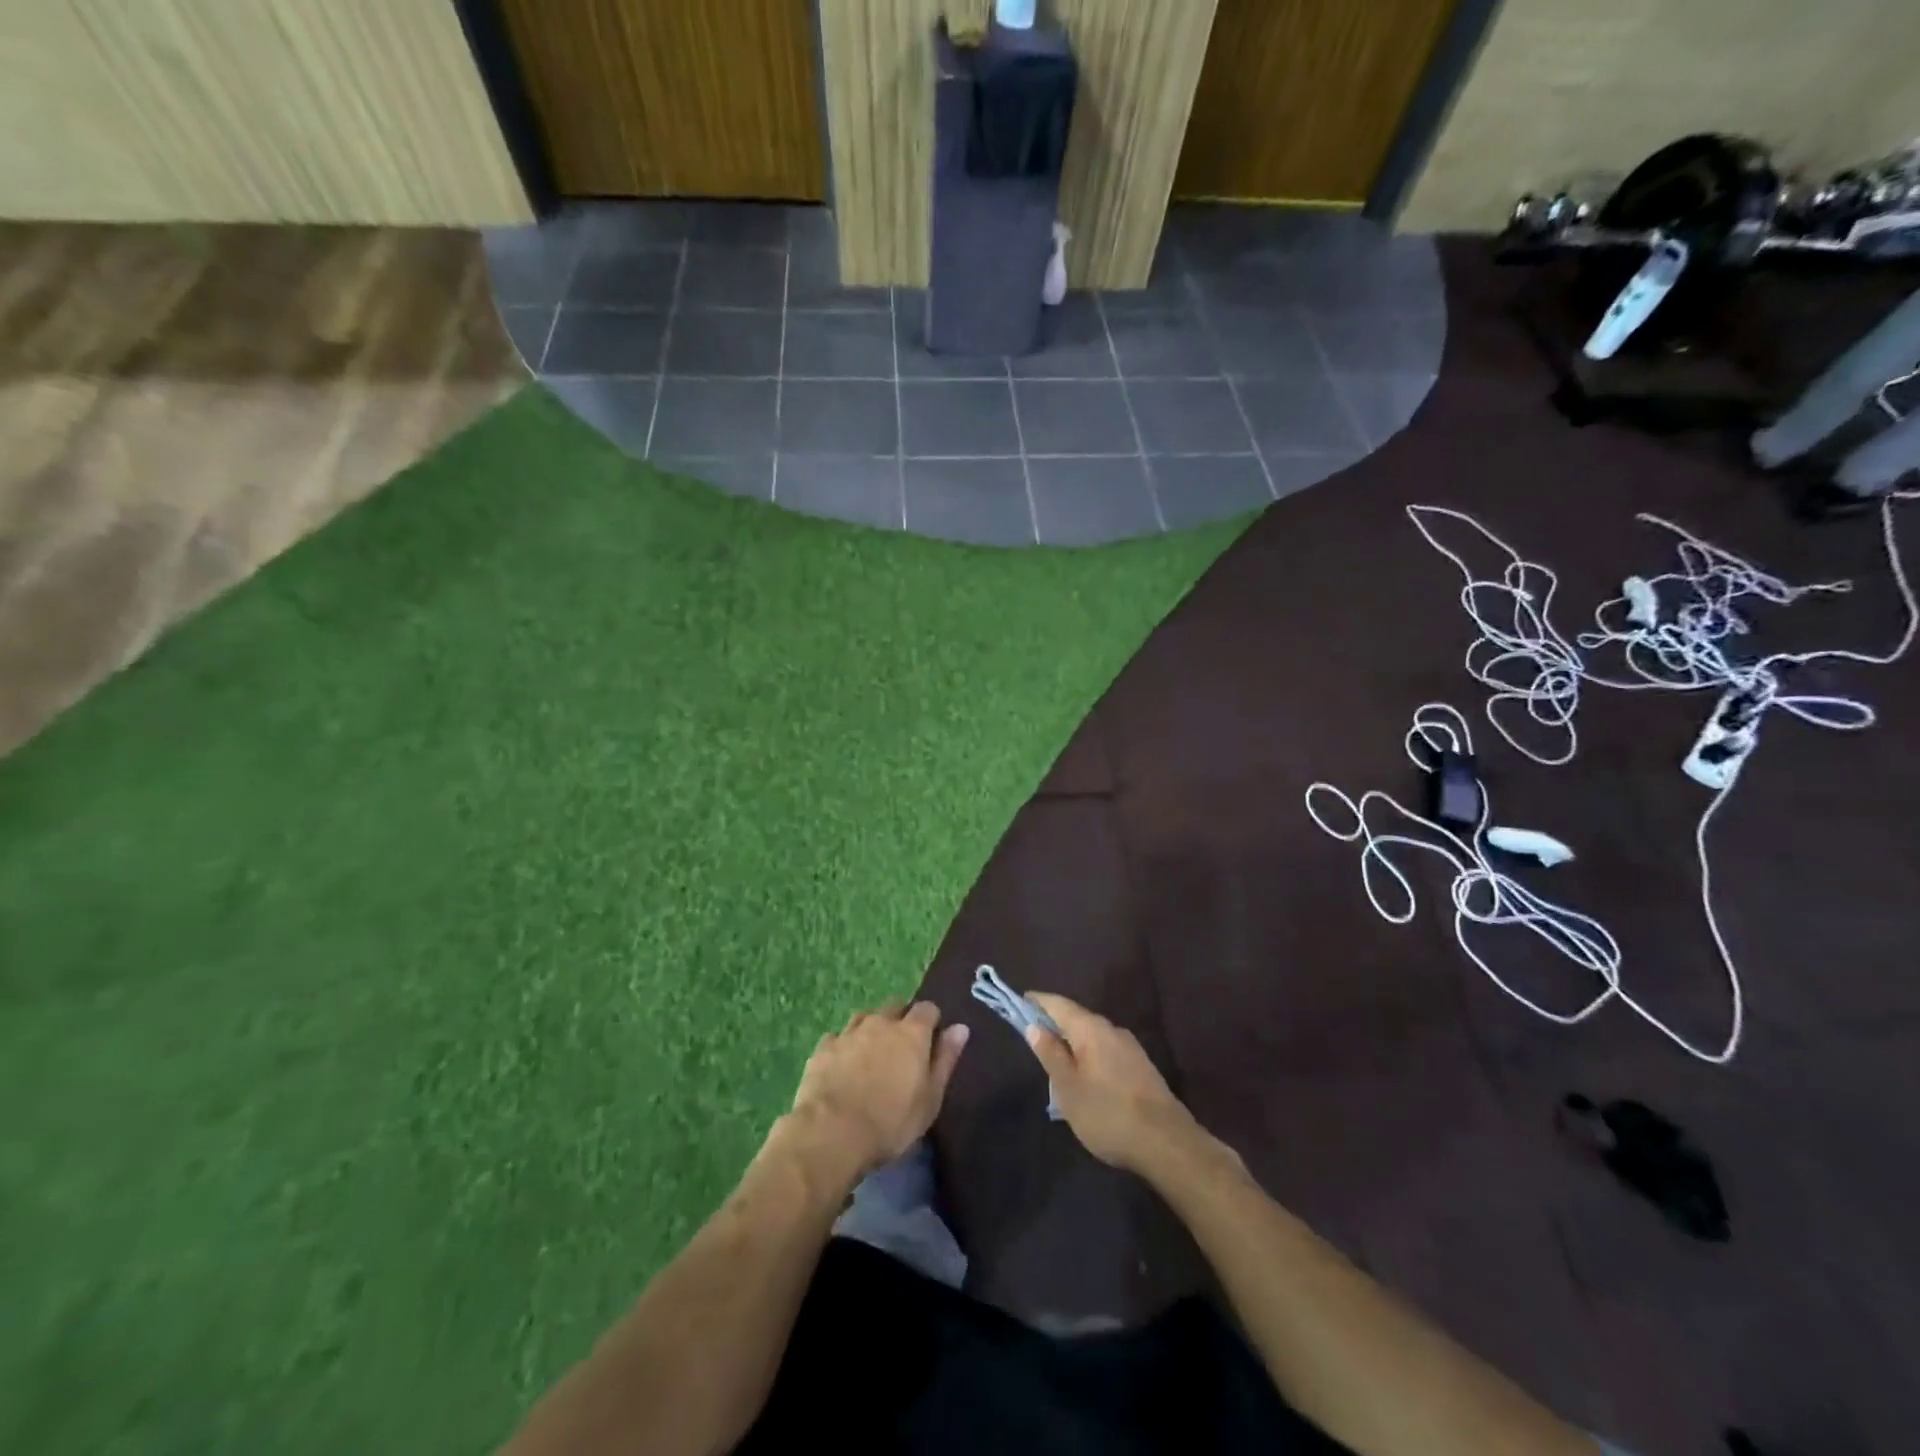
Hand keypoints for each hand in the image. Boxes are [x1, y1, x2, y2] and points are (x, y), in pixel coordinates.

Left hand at [788, 1002, 968, 1178]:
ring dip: (872, 1028)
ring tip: (872, 1052)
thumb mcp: (930, 1098)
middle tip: (902, 1048)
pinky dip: (844, 1045)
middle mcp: (881, 1022)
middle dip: (901, 1020)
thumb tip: (960, 1028)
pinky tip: (842, 1064)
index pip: (928, 1009)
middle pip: (895, 1006)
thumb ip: (945, 1060)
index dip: (931, 1021)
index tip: (932, 1040)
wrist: (832, 1133)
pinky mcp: (823, 1048)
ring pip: (865, 1017)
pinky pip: (838, 1037)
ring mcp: (849, 1032)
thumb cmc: (891, 1122)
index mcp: (912, 1032)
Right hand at [1024, 993, 1198, 1173]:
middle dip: (1055, 1023)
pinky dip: (1090, 1054)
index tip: (1021, 1002)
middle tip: (1034, 1035)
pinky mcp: (1141, 1066)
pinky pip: (1107, 1050)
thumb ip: (1051, 1054)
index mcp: (1090, 1029)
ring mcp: (1130, 1047)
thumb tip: (1034, 1026)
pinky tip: (1086, 1075)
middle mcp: (1112, 1029)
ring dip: (1074, 1041)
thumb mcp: (1068, 1088)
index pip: (1058, 1004)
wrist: (1166, 1142)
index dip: (1038, 1002)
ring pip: (1093, 1036)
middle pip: (1077, 1018)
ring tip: (1057, 1059)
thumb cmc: (1107, 1113)